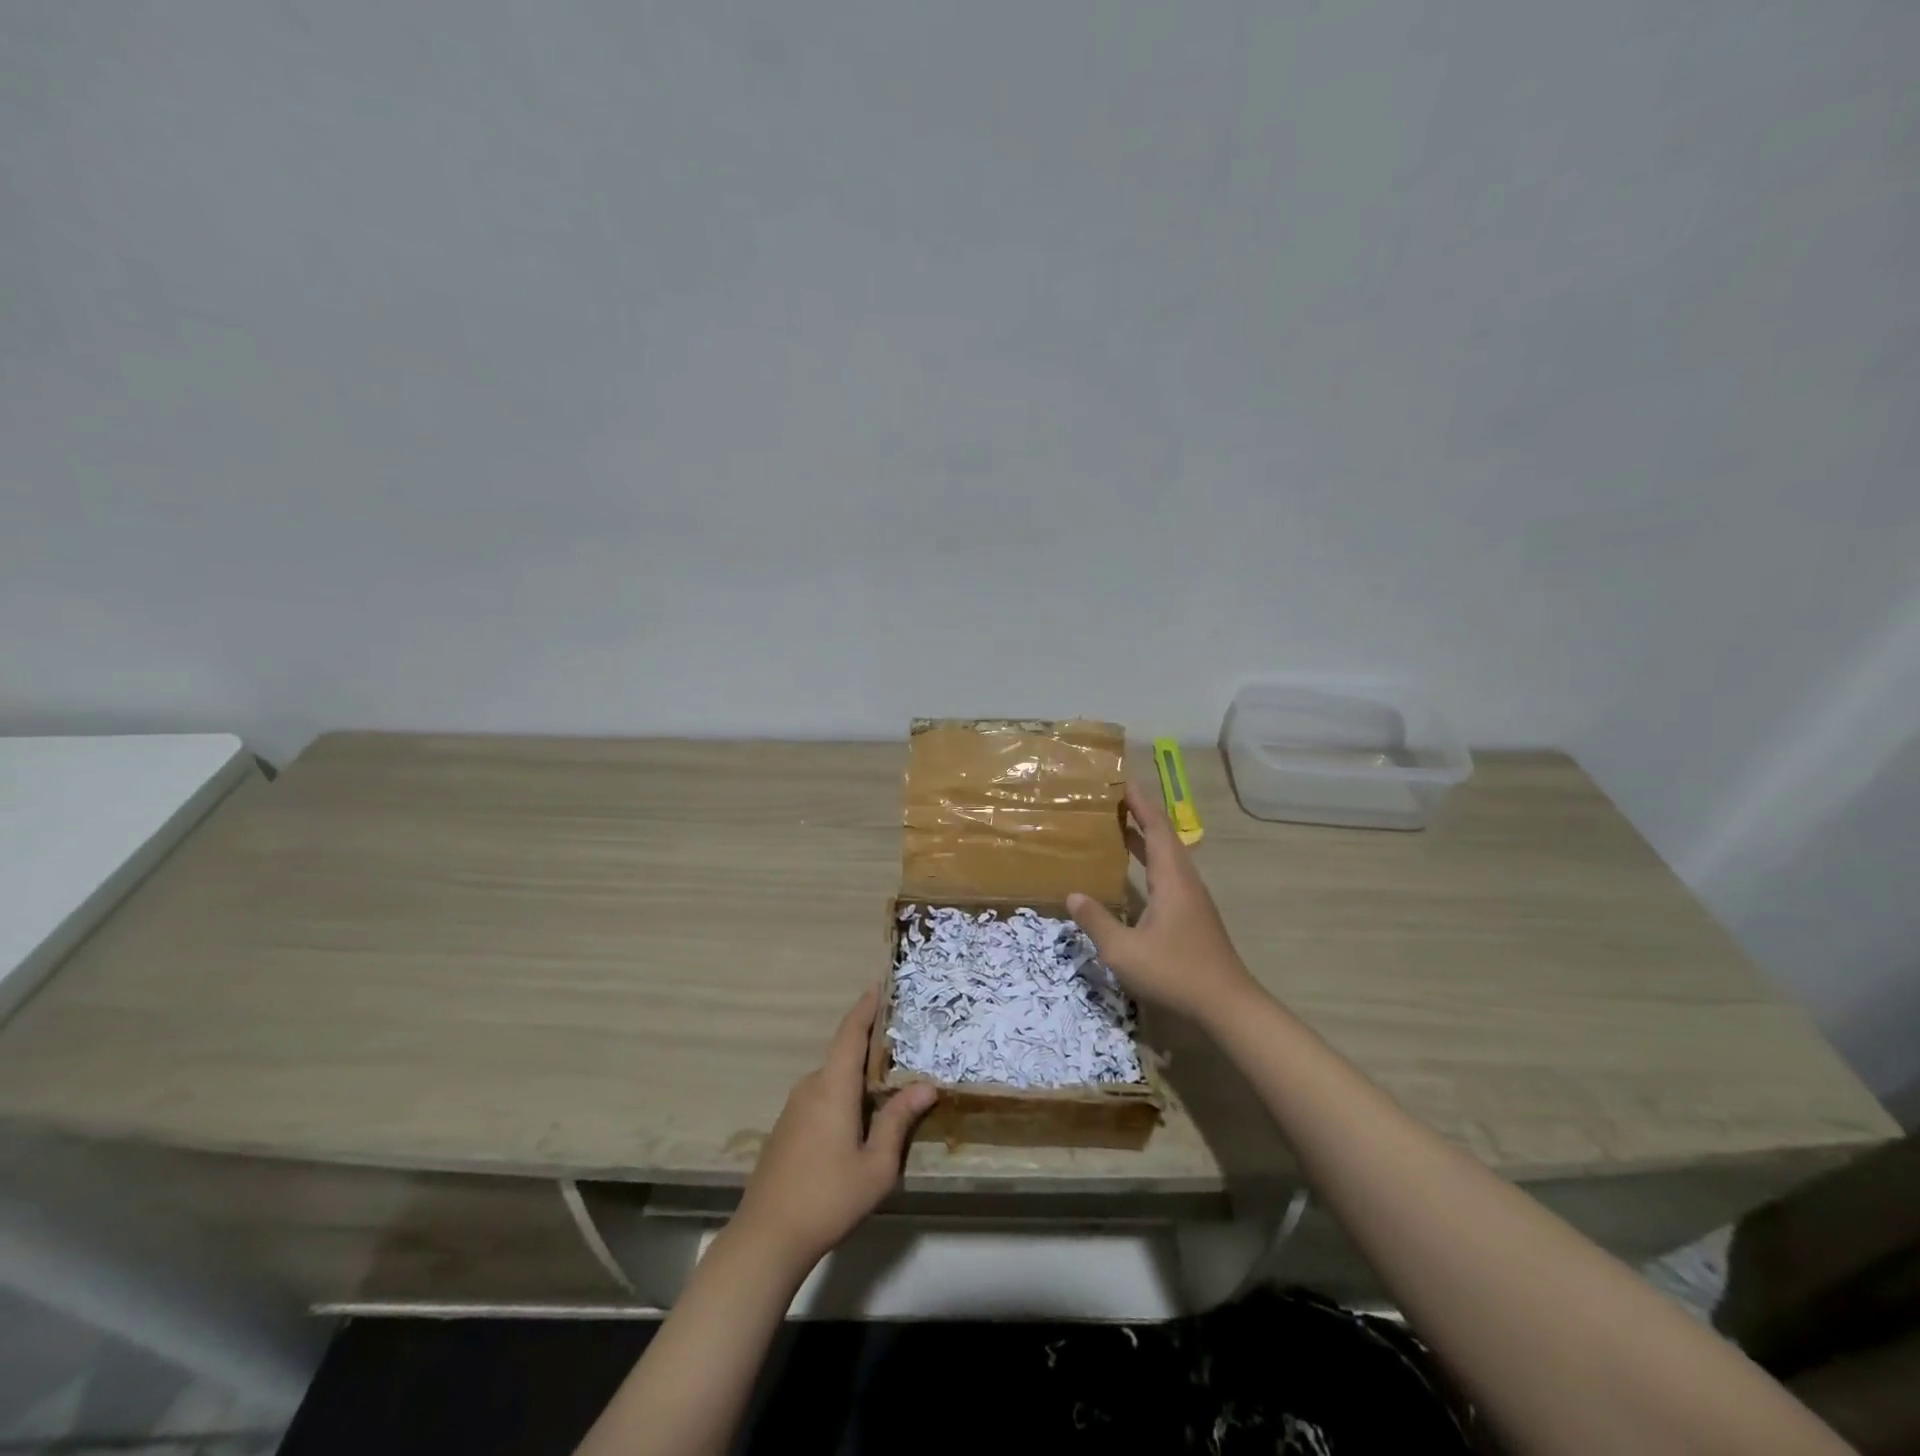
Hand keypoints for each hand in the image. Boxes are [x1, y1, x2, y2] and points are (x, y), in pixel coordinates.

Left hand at [729, 987, 936, 1274]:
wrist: (766, 1238)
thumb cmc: (828, 1198)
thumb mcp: (876, 1166)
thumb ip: (899, 1121)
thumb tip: (926, 1086)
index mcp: (833, 1087)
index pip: (850, 1033)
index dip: (865, 1008)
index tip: (878, 985)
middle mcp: (811, 1087)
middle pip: (843, 1054)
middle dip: (870, 1045)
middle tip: (901, 1043)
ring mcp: (793, 1108)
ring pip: (832, 1079)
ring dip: (857, 1075)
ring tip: (887, 1083)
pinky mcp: (786, 1129)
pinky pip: (820, 1097)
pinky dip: (842, 1094)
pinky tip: (857, 1118)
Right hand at [1068, 782, 1258, 1023]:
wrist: (1226, 1005)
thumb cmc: (1175, 972)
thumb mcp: (1123, 950)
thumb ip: (1096, 921)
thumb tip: (1073, 895)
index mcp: (1172, 879)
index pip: (1156, 828)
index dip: (1140, 803)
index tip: (1122, 780)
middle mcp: (1185, 881)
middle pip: (1164, 837)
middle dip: (1141, 814)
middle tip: (1113, 799)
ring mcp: (1193, 899)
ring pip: (1169, 857)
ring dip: (1146, 838)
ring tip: (1119, 827)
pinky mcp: (1194, 915)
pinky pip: (1169, 874)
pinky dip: (1150, 861)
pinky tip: (1135, 873)